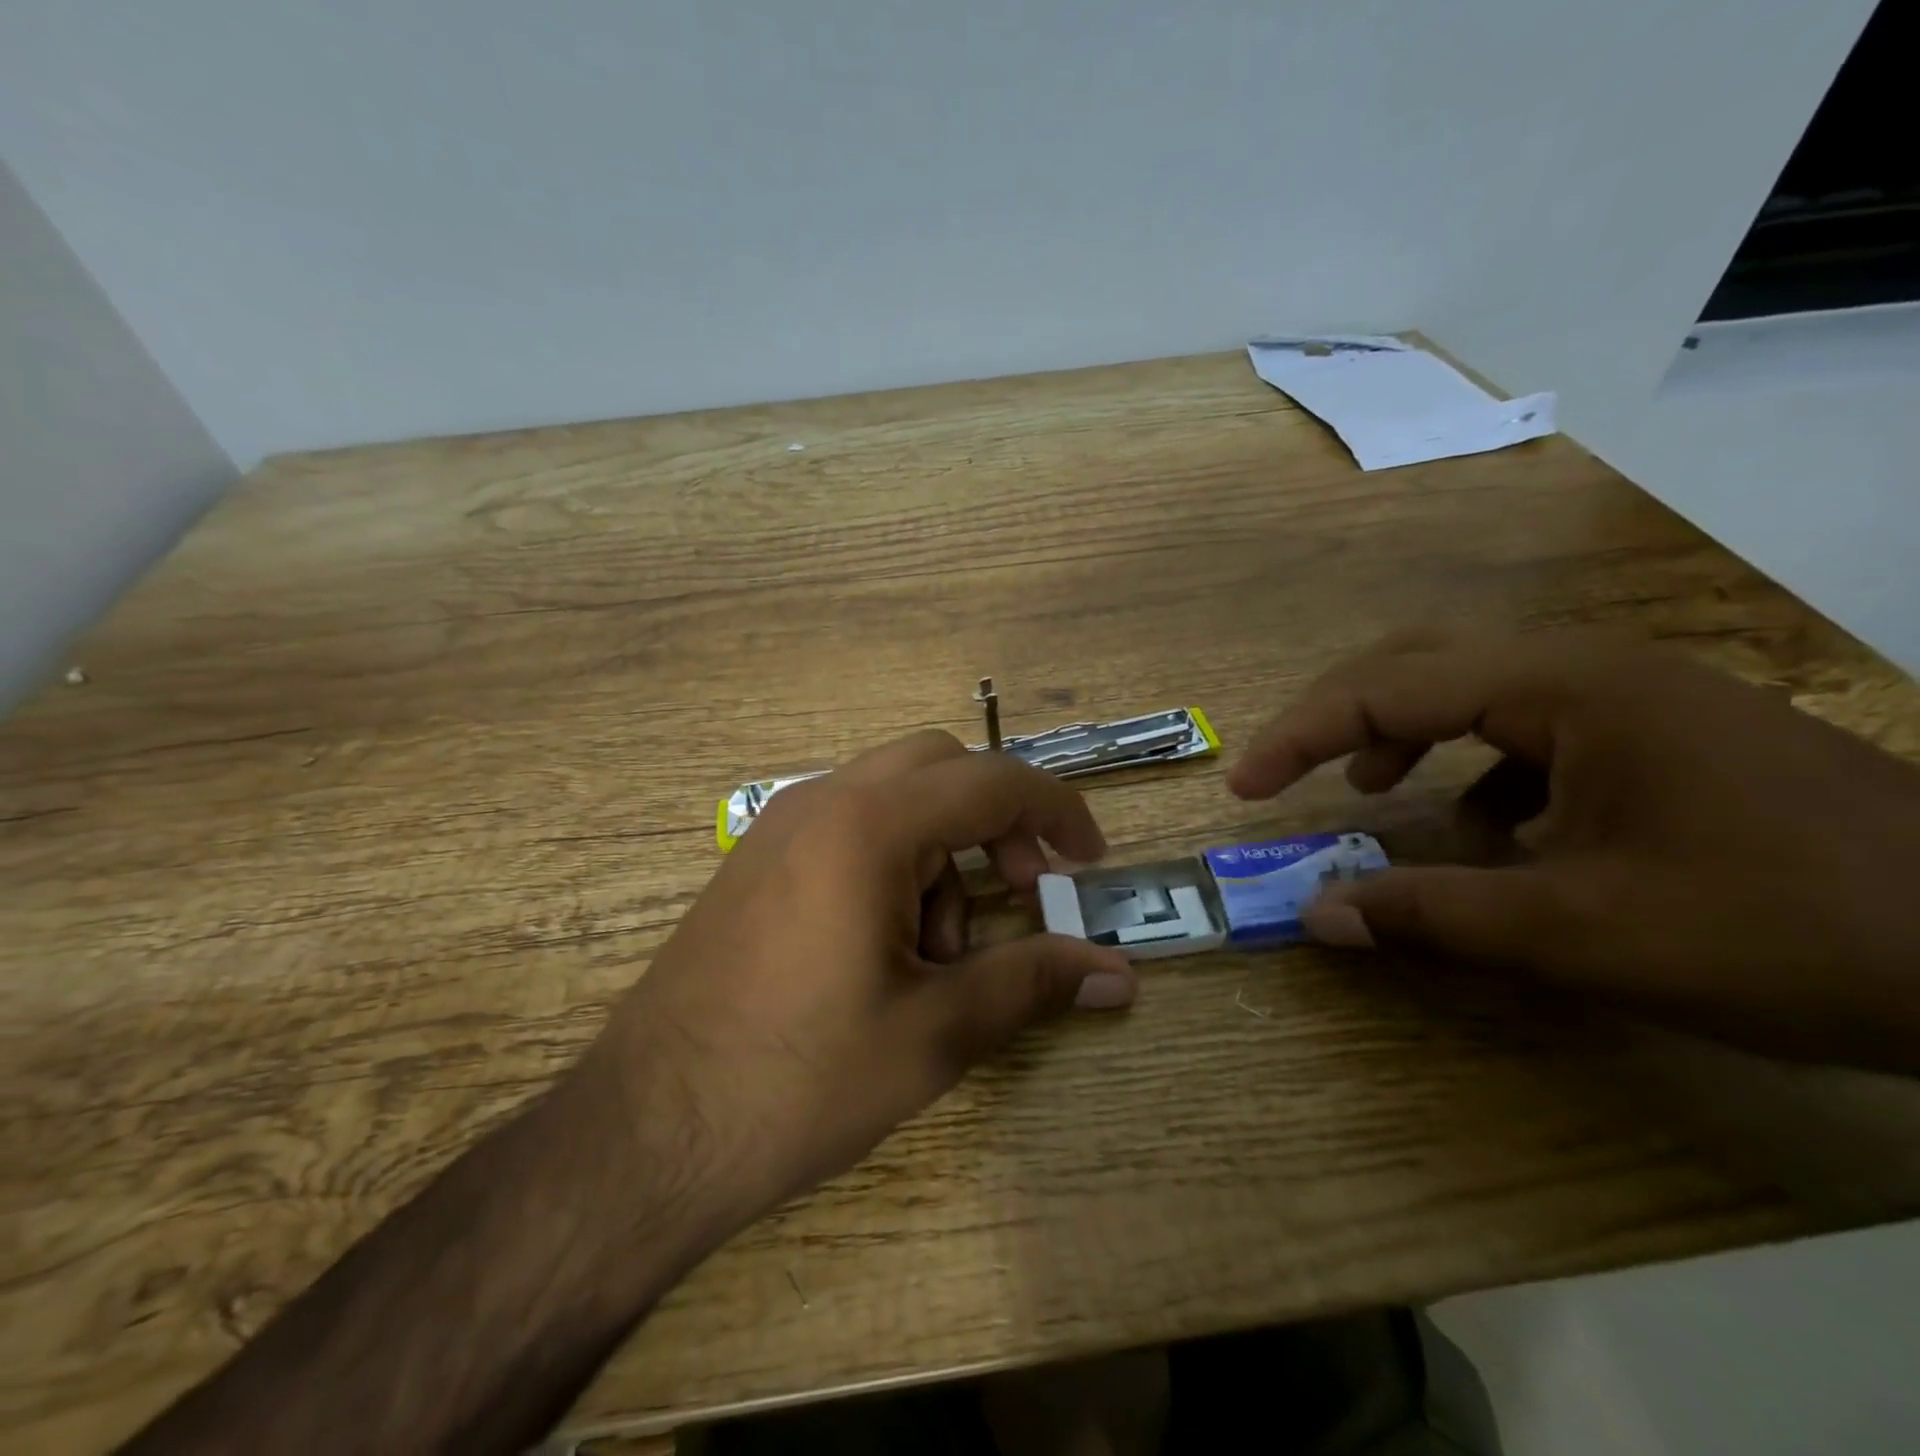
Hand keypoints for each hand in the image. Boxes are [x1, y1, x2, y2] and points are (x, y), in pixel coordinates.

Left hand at [573, 730, 1136, 1230]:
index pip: (993, 781)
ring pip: (896, 798)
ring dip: (943, 850)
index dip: (1057, 812)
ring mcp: (781, 826)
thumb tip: (1120, 974)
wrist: (645, 1133)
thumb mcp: (933, 1033)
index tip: (1090, 862)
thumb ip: (1033, 983)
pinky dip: (896, 860)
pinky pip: (852, 826)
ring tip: (939, 950)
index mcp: (868, 825)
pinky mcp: (759, 859)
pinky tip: (887, 945)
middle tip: (1021, 894)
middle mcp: (822, 801)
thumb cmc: (798, 1080)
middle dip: (997, 821)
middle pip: (941, 769)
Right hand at [1228, 629, 1919, 1073]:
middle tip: (1290, 770)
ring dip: (1403, 733)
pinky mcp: (1656, 732)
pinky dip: (1475, 767)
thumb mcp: (1582, 934)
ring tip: (1371, 789)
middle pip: (1417, 662)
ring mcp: (1627, 696)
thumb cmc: (1788, 928)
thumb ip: (1430, 917)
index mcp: (1559, 687)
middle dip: (1339, 715)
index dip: (1297, 737)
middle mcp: (1584, 668)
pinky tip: (1489, 826)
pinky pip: (1527, 727)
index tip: (1245, 789)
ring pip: (1470, 687)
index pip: (1383, 689)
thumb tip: (1314, 916)